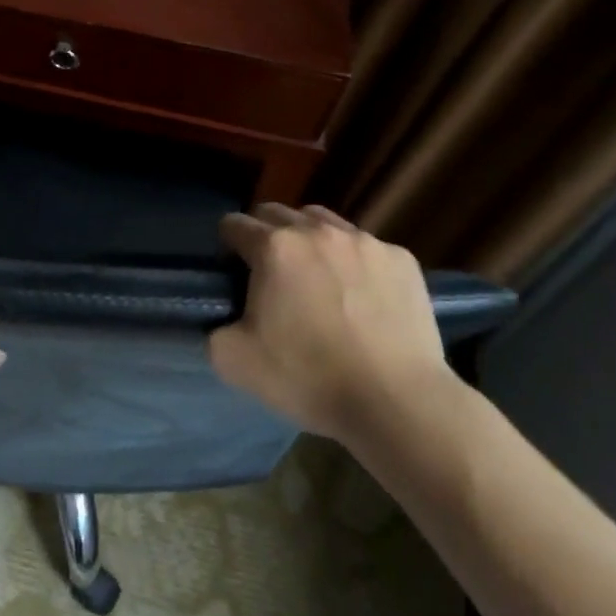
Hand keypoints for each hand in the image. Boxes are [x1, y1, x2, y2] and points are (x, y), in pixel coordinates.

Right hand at [210, 203, 448, 442]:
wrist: (396, 403)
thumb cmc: (309, 377)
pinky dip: (354, 262)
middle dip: (265, 236)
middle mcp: (317, 231)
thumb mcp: (233, 361)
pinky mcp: (402, 259)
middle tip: (271, 276)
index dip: (227, 247)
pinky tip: (361, 297)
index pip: (234, 225)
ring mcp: (364, 242)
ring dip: (309, 240)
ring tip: (316, 278)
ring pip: (322, 221)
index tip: (233, 274)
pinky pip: (366, 247)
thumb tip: (222, 319)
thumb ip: (214, 328)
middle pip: (276, 213)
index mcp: (273, 247)